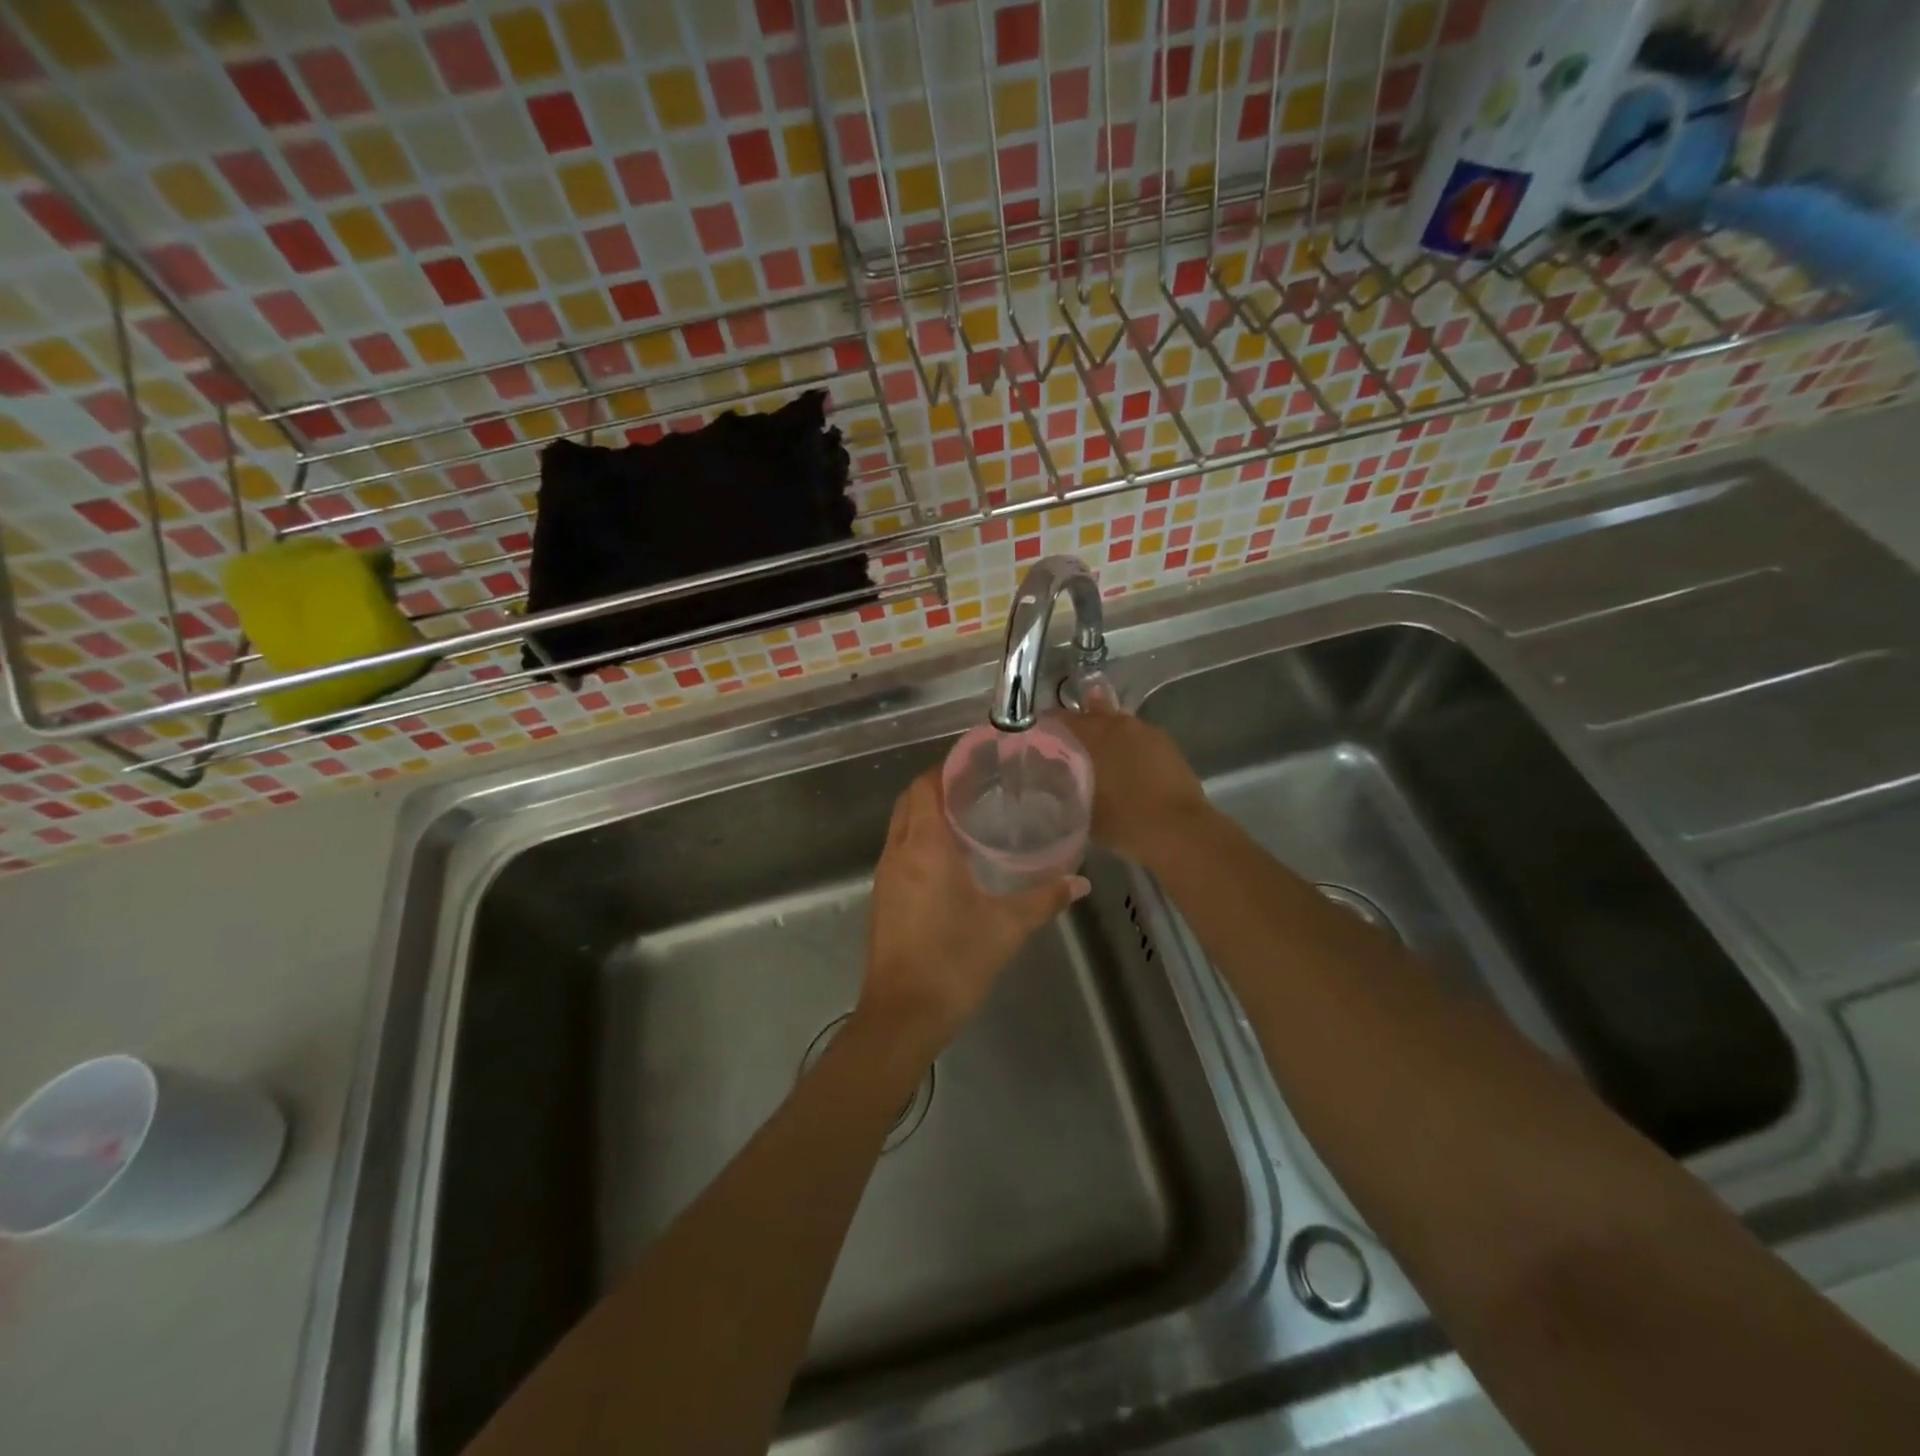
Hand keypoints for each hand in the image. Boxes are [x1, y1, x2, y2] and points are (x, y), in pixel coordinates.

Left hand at [861, 767, 1087, 1055]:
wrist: (902, 1015)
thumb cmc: (954, 962)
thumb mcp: (1007, 927)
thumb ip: (1045, 899)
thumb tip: (1081, 881)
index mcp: (924, 846)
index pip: (925, 786)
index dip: (946, 768)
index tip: (977, 763)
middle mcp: (898, 852)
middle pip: (909, 801)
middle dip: (936, 787)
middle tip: (978, 787)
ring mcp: (884, 876)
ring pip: (901, 826)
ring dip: (925, 813)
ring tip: (967, 816)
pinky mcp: (882, 898)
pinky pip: (898, 851)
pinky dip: (918, 839)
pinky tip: (949, 858)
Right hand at [1051, 700, 1210, 869]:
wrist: (1179, 831)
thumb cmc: (1124, 820)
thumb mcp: (1081, 808)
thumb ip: (1064, 786)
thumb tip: (1052, 778)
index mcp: (1094, 733)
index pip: (1060, 718)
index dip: (1046, 727)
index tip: (1036, 740)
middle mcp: (1120, 724)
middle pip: (1092, 715)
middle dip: (1078, 729)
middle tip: (1066, 749)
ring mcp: (1148, 733)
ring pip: (1117, 727)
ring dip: (1105, 738)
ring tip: (1098, 760)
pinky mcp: (1168, 746)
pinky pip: (1138, 740)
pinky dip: (1127, 749)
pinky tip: (1124, 769)